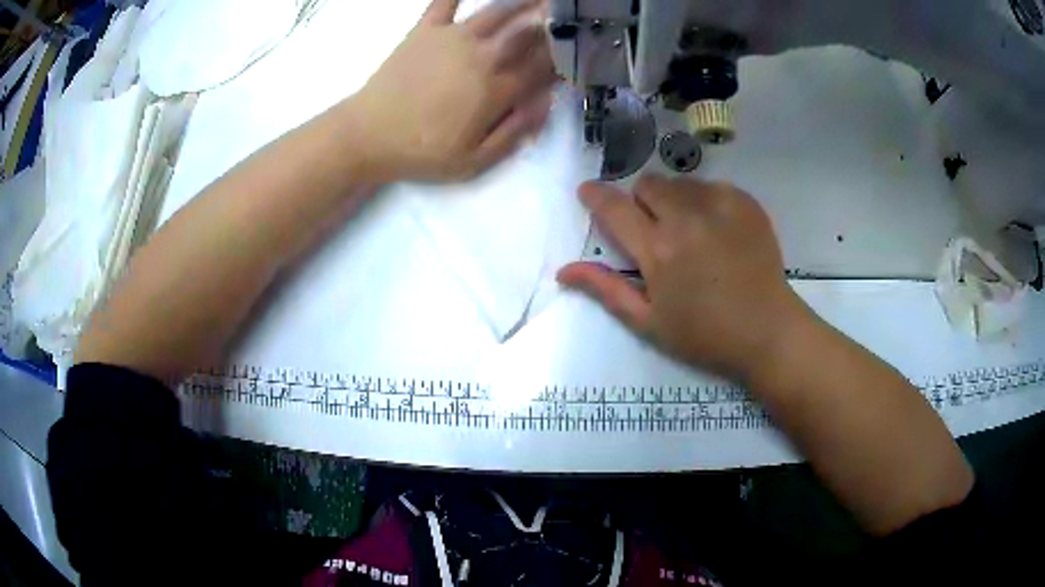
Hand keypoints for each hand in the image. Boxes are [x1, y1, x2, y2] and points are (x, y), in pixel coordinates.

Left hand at [348, 0, 556, 182]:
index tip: (575, 54)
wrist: (367, 135)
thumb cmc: (421, 152)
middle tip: (563, 17)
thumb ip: (514, 132)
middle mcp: (481, 57)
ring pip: (496, 12)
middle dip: (550, 25)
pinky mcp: (424, 31)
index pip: (541, 68)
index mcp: (495, 90)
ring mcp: (452, 39)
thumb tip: (546, 103)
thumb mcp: (473, 161)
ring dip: (521, 2)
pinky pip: (444, 2)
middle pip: (525, 35)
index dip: (562, 60)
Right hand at [558, 175, 809, 380]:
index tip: (588, 192)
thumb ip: (606, 290)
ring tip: (691, 231)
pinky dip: (707, 201)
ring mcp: (720, 205)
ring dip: (675, 200)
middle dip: (642, 202)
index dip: (595, 196)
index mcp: (658, 250)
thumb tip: (564, 270)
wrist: (767, 330)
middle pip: (648, 184)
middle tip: (655, 231)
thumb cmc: (705, 334)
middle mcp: (686, 217)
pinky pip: (712, 186)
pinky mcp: (746, 202)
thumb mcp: (649, 322)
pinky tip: (719, 230)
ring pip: (680, 182)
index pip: (614, 208)